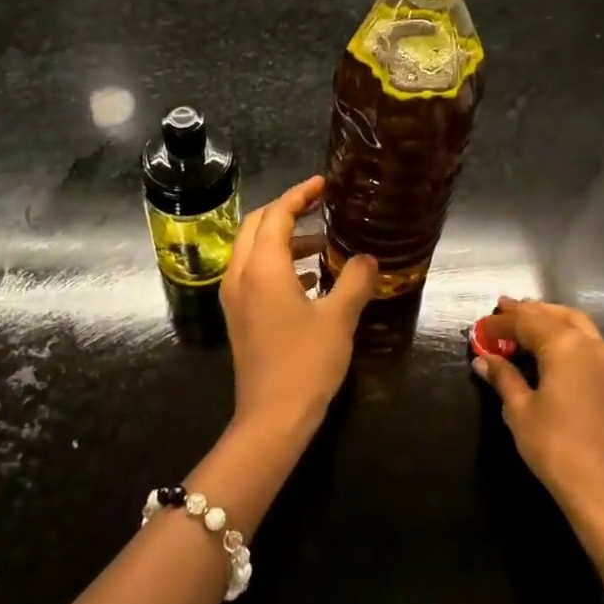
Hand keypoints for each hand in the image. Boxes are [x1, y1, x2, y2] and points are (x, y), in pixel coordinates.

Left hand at [220, 177, 377, 435]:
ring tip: (321, 244)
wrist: (271, 419)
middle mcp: (240, 275)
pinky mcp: (239, 316)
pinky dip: (278, 264)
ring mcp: (235, 297)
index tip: (323, 183)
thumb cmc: (306, 363)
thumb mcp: (339, 319)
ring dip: (283, 240)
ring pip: (253, 250)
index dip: (299, 195)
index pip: (276, 214)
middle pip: (256, 225)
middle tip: (319, 206)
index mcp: (262, 268)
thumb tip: (368, 259)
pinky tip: (310, 279)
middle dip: (285, 211)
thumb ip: (355, 281)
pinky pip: (254, 273)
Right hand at [474, 297, 603, 528]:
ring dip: (548, 318)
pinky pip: (587, 339)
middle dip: (525, 312)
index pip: (525, 322)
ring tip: (524, 319)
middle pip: (552, 316)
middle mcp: (590, 342)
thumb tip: (483, 359)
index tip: (478, 328)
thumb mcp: (520, 410)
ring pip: (575, 322)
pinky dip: (565, 332)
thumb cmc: (556, 446)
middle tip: (501, 309)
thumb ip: (503, 377)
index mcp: (565, 345)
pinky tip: (550, 343)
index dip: (499, 323)